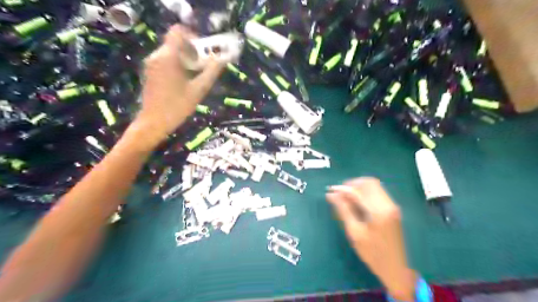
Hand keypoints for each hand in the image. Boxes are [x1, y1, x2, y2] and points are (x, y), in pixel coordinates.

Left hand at [136, 23, 225, 143]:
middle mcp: (157, 55)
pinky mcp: (150, 72)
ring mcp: (151, 64)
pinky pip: (165, 60)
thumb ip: (211, 72)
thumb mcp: (199, 90)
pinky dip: (176, 65)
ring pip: (171, 52)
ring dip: (185, 58)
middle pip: (175, 42)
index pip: (178, 31)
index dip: (192, 36)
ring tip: (196, 75)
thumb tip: (223, 60)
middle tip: (203, 65)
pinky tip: (184, 81)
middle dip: (192, 50)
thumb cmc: (177, 106)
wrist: (153, 122)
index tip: (203, 50)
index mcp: (168, 56)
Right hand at [328, 177, 414, 301]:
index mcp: (379, 211)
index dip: (343, 188)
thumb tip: (331, 195)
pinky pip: (378, 192)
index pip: (358, 191)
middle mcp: (388, 204)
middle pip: (369, 182)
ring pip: (374, 186)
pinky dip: (366, 193)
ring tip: (347, 198)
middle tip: (340, 194)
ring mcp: (392, 205)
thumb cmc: (373, 254)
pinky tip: (357, 203)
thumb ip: (343, 210)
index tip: (331, 190)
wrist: (396, 269)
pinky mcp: (392, 209)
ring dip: (359, 187)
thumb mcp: (355, 233)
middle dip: (352, 184)